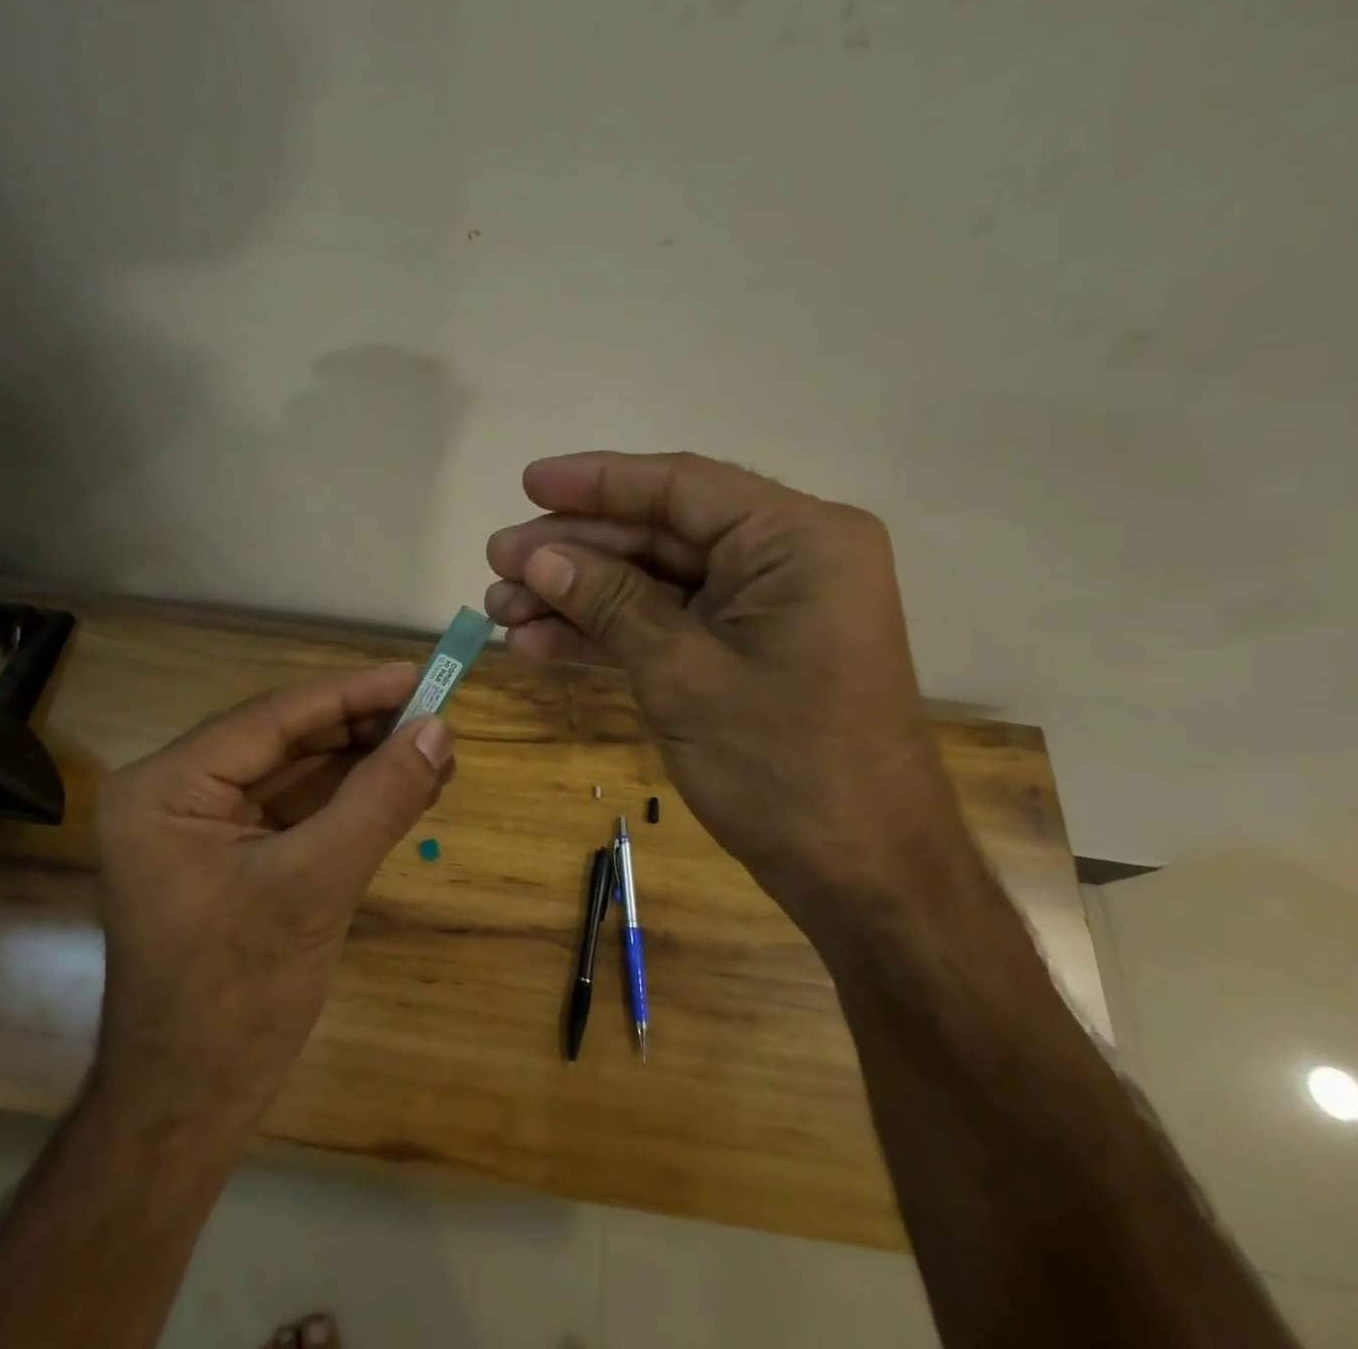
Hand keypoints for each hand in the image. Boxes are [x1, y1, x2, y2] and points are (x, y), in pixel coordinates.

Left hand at [89, 664, 452, 1133]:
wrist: (191, 1107)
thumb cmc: (236, 998)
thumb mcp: (315, 886)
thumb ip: (378, 800)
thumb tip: (438, 730)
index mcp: (166, 788)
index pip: (273, 719)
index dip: (352, 694)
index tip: (418, 674)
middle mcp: (177, 793)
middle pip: (288, 741)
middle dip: (364, 731)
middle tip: (438, 716)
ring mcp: (205, 826)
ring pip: (300, 773)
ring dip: (367, 764)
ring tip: (436, 752)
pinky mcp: (235, 855)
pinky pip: (301, 809)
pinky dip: (353, 800)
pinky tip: (407, 789)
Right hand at [485, 451, 969, 938]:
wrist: (860, 874)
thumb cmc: (783, 767)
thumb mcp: (682, 674)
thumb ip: (611, 602)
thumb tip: (539, 555)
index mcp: (797, 540)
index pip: (681, 487)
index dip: (596, 482)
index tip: (527, 482)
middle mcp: (786, 559)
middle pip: (660, 534)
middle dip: (574, 551)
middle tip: (497, 561)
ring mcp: (764, 609)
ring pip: (654, 582)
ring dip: (578, 596)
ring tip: (499, 607)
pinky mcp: (744, 652)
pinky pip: (667, 624)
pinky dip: (607, 634)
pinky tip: (538, 642)